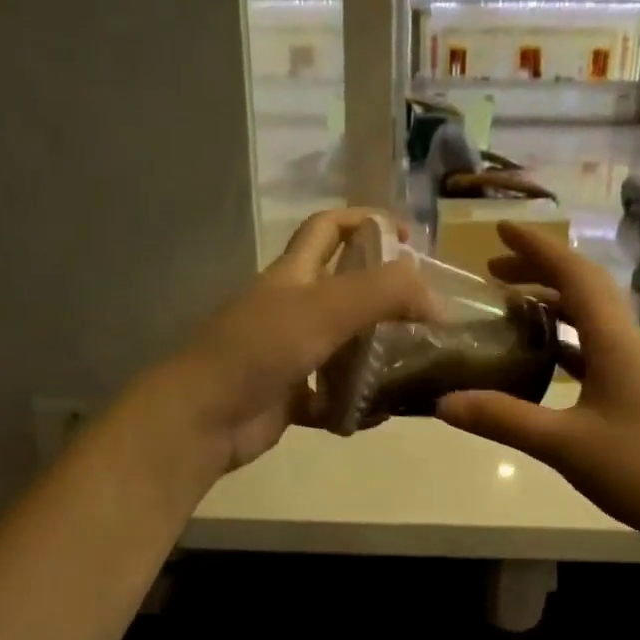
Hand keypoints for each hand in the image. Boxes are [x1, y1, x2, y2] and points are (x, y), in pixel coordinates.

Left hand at [147, 209, 431, 475]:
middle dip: (385, 297)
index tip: (411, 241)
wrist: (203, 417)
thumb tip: (436, 300)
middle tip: (426, 315)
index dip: (368, 221)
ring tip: (416, 367)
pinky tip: (378, 415)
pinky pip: (332, 396)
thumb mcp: (327, 308)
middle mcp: (290, 308)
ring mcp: (288, 354)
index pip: (329, 227)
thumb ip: (385, 293)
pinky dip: (355, 405)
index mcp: (293, 274)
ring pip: (343, 346)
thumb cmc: (261, 350)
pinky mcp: (289, 396)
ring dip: (376, 355)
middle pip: (344, 290)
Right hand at [435, 223, 639, 559]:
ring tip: (509, 308)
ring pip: (589, 321)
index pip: (575, 276)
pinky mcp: (634, 395)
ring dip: (551, 306)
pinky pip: (593, 352)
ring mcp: (634, 371)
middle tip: (492, 272)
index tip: (500, 229)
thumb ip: (503, 420)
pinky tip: (540, 359)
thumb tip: (443, 403)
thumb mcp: (565, 445)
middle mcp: (627, 345)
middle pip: (583, 291)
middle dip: (539, 272)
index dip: (538, 248)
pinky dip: (562, 343)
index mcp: (615, 342)